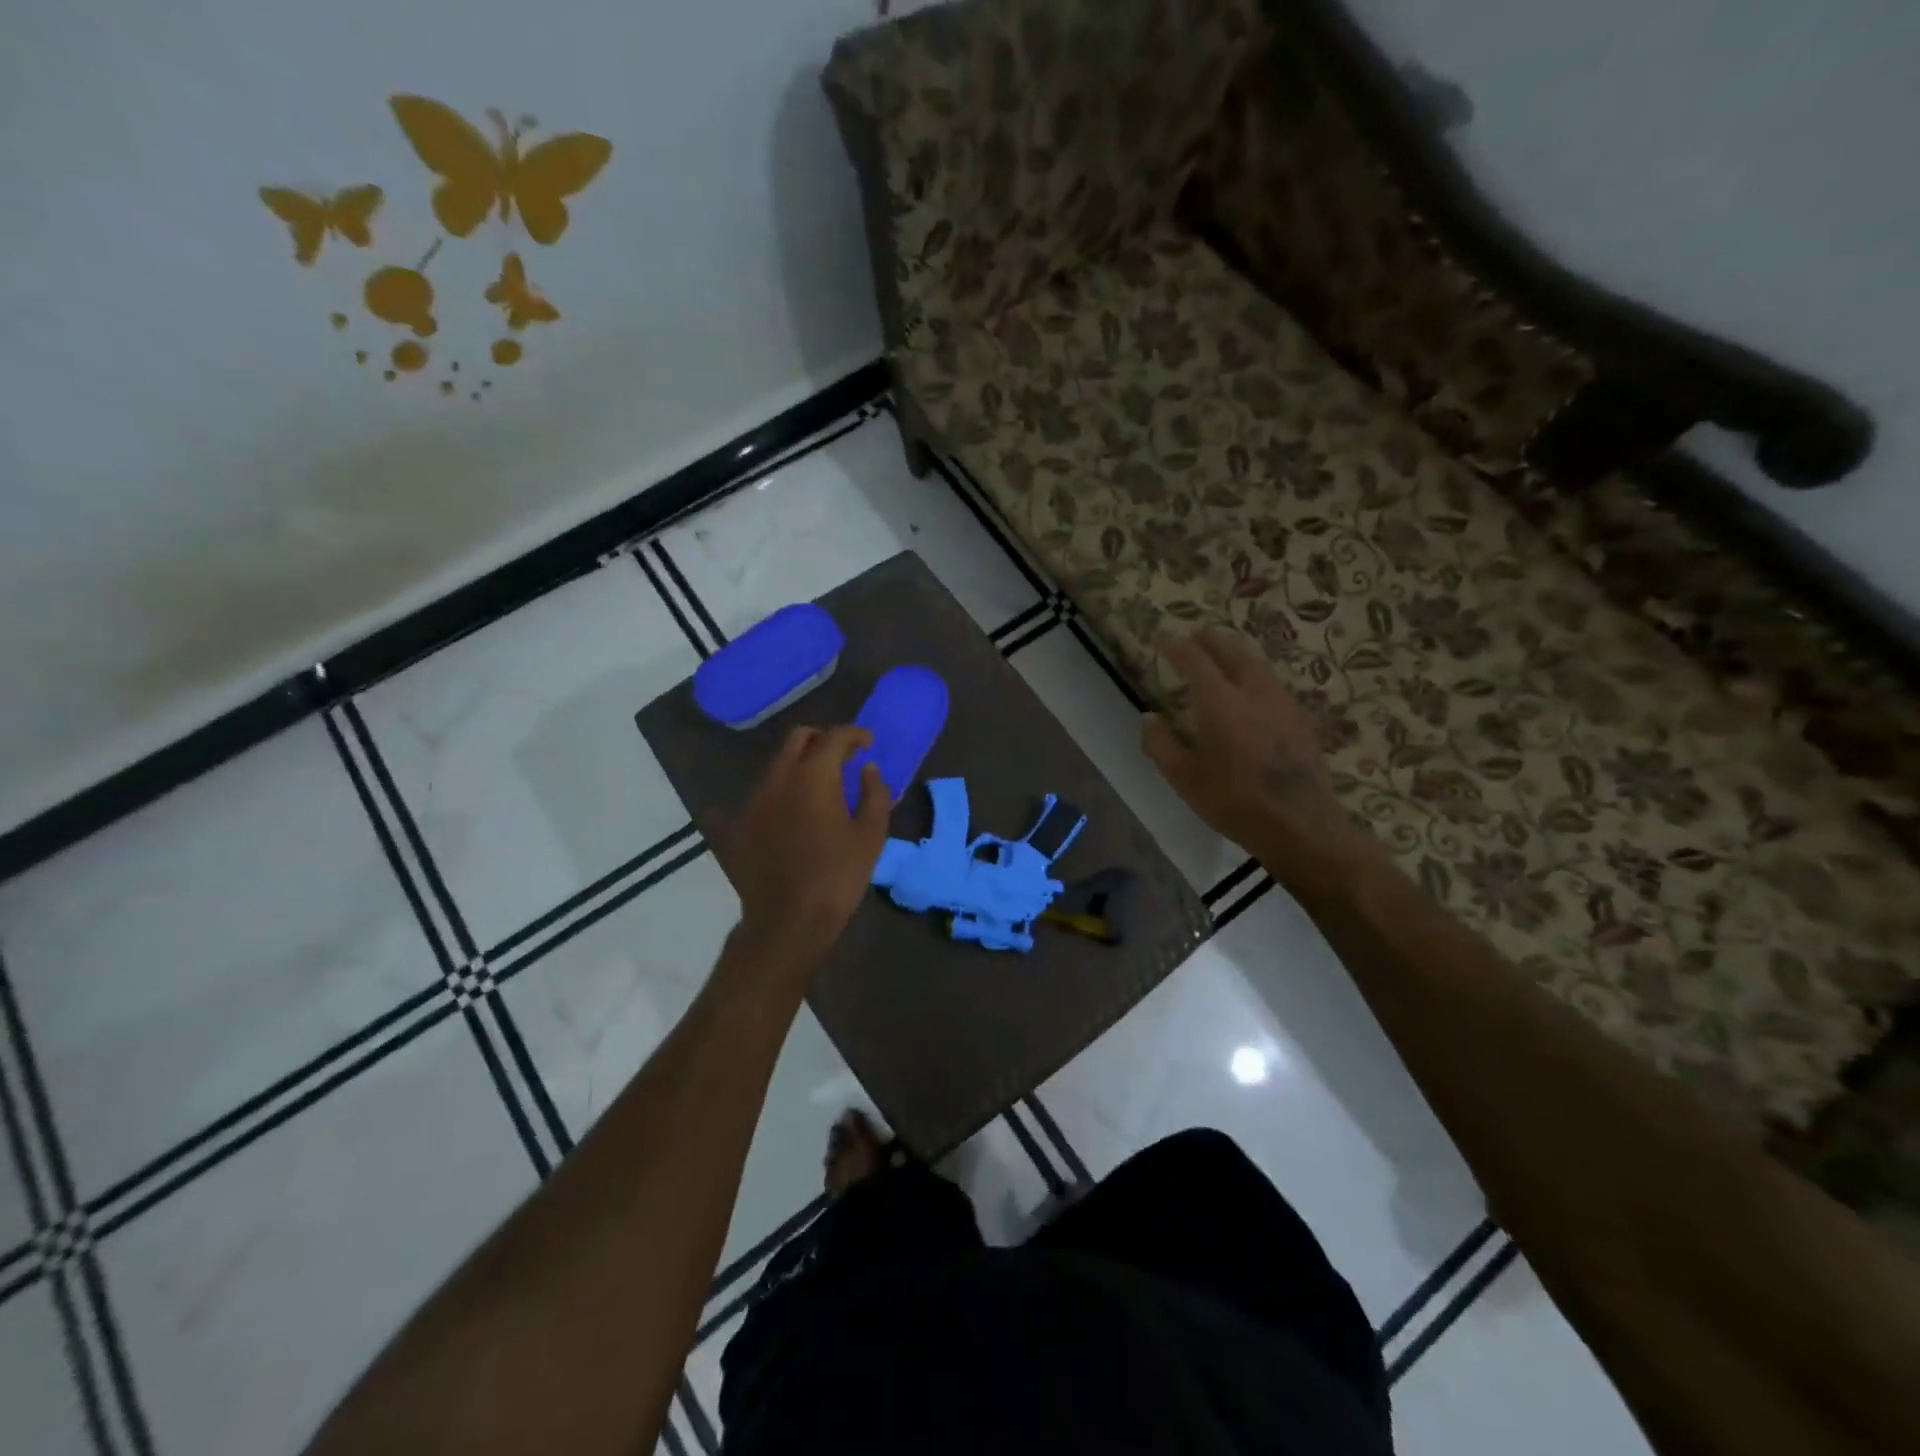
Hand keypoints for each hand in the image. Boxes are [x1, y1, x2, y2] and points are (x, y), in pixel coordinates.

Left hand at [721, 726, 891, 977]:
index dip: (854, 734)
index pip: (834, 737)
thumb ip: (875, 793)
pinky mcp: (739, 823)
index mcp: (814, 776)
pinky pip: (760, 794)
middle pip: (798, 739)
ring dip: (800, 764)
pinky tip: (788, 810)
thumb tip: (867, 768)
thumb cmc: (838, 876)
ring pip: (777, 764)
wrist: (788, 920)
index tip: (867, 743)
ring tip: (820, 786)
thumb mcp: (871, 835)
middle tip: (842, 757)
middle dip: (822, 740)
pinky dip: (779, 792)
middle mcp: (779, 778)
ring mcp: (754, 799)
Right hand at [1142, 627, 1367, 892]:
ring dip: (1236, 652)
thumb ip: (1161, 744)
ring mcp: (1282, 702)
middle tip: (1196, 636)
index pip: (1195, 660)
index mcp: (1220, 703)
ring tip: (1223, 654)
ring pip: (1257, 663)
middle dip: (1211, 639)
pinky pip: (1271, 681)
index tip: (1163, 637)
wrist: (1300, 824)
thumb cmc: (1234, 802)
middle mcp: (1253, 692)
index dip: (1176, 646)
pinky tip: (1251, 688)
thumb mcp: (1185, 779)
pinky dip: (1254, 672)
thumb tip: (1149, 717)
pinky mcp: (1300, 717)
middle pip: (1232, 650)